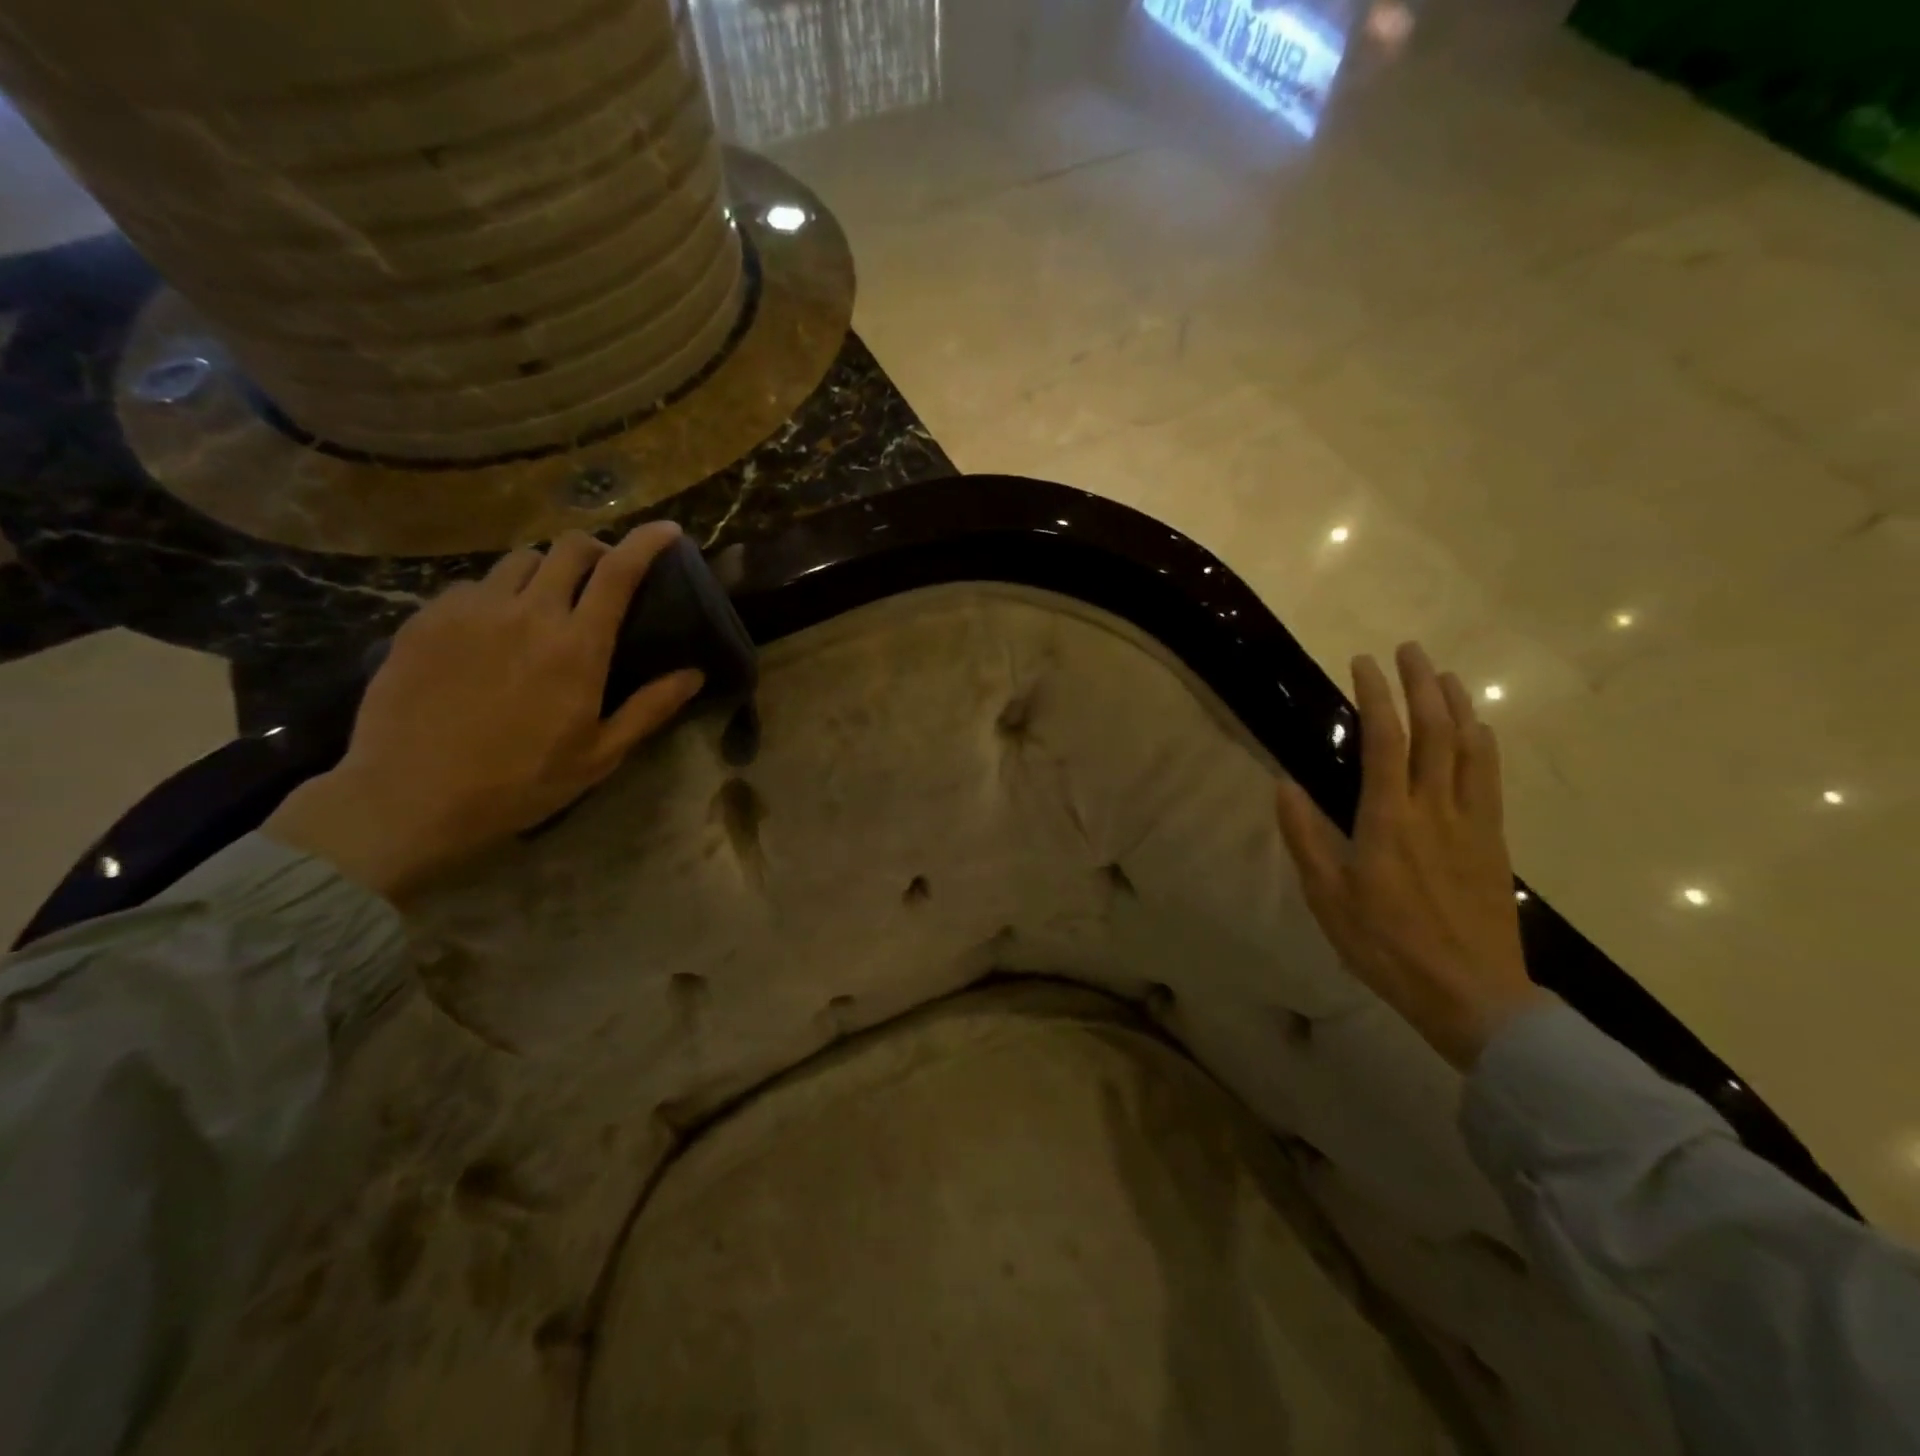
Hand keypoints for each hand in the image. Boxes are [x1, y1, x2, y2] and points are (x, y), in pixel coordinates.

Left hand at [264, 524, 704, 902]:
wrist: (409, 798)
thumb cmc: (520, 782)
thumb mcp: (600, 755)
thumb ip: (650, 708)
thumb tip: (694, 674)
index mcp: (577, 647)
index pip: (619, 572)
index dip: (647, 542)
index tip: (666, 531)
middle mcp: (526, 613)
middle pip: (567, 549)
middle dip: (594, 550)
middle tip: (601, 574)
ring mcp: (470, 611)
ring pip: (517, 560)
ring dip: (543, 571)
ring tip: (543, 600)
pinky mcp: (425, 620)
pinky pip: (471, 585)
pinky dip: (495, 594)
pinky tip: (490, 628)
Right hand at [1274, 642, 1543, 1069]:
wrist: (1471, 993)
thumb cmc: (1385, 945)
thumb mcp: (1327, 896)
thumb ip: (1305, 836)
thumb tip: (1283, 783)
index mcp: (1388, 818)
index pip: (1384, 740)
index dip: (1377, 696)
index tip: (1365, 663)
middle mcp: (1434, 808)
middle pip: (1434, 731)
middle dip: (1421, 684)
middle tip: (1409, 650)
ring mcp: (1471, 822)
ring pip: (1470, 748)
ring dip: (1457, 705)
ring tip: (1445, 674)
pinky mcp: (1494, 841)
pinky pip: (1491, 779)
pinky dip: (1484, 744)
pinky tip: (1480, 730)